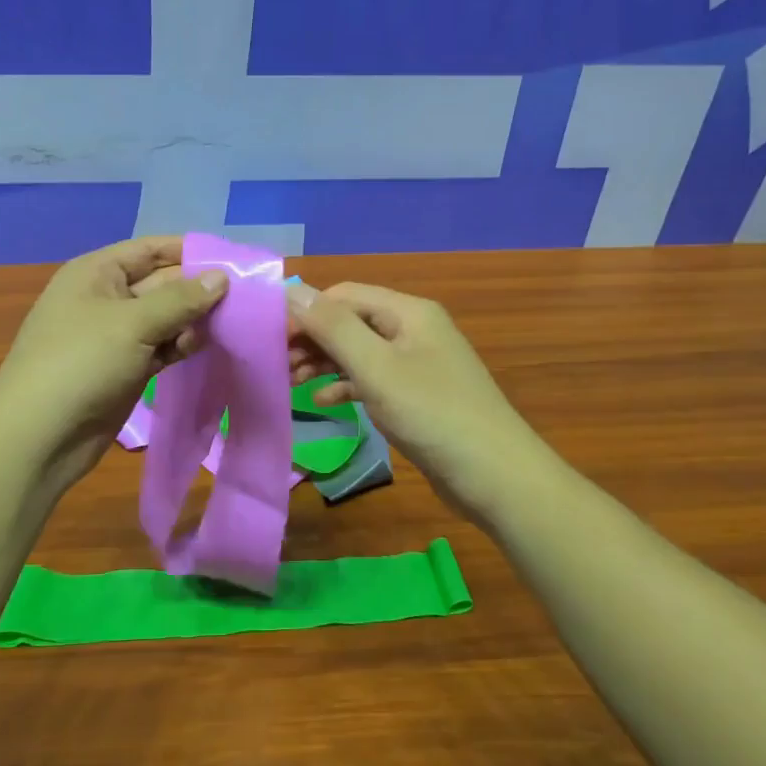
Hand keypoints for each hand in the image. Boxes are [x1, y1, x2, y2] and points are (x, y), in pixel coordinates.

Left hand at [0, 236, 226, 492]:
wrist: (39, 436)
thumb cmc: (80, 363)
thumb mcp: (132, 323)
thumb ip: (180, 299)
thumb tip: (222, 277)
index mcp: (97, 273)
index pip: (151, 249)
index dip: (190, 251)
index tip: (234, 258)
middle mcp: (106, 298)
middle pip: (162, 283)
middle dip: (200, 288)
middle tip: (249, 295)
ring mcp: (116, 336)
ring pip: (166, 318)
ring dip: (196, 320)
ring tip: (238, 322)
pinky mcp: (126, 368)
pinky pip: (162, 347)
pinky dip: (184, 345)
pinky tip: (212, 346)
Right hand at [286, 282, 555, 523]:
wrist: (494, 474)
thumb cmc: (432, 414)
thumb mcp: (376, 368)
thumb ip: (334, 328)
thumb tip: (293, 291)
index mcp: (408, 312)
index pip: (344, 295)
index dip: (306, 312)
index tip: (272, 340)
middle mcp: (413, 329)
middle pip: (350, 321)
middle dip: (313, 338)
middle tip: (277, 364)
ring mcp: (417, 362)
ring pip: (359, 350)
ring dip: (324, 361)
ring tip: (291, 381)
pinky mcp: (417, 394)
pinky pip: (373, 378)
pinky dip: (346, 385)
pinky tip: (323, 400)